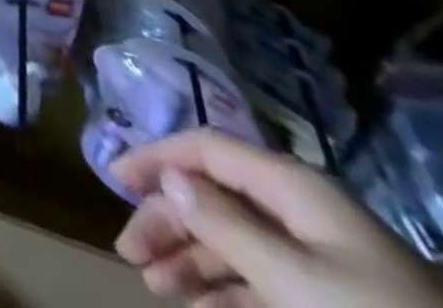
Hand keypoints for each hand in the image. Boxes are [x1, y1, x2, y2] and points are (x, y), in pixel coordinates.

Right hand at [113, 130, 442, 307]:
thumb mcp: (297, 281)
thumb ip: (229, 226)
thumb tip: (170, 178)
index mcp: (291, 186)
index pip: (205, 149)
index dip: (156, 157)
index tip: (114, 180)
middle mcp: (297, 210)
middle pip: (214, 196)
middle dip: (168, 220)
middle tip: (129, 254)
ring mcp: (317, 256)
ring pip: (233, 241)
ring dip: (190, 260)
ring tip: (155, 287)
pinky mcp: (328, 298)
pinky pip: (259, 281)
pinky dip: (224, 293)